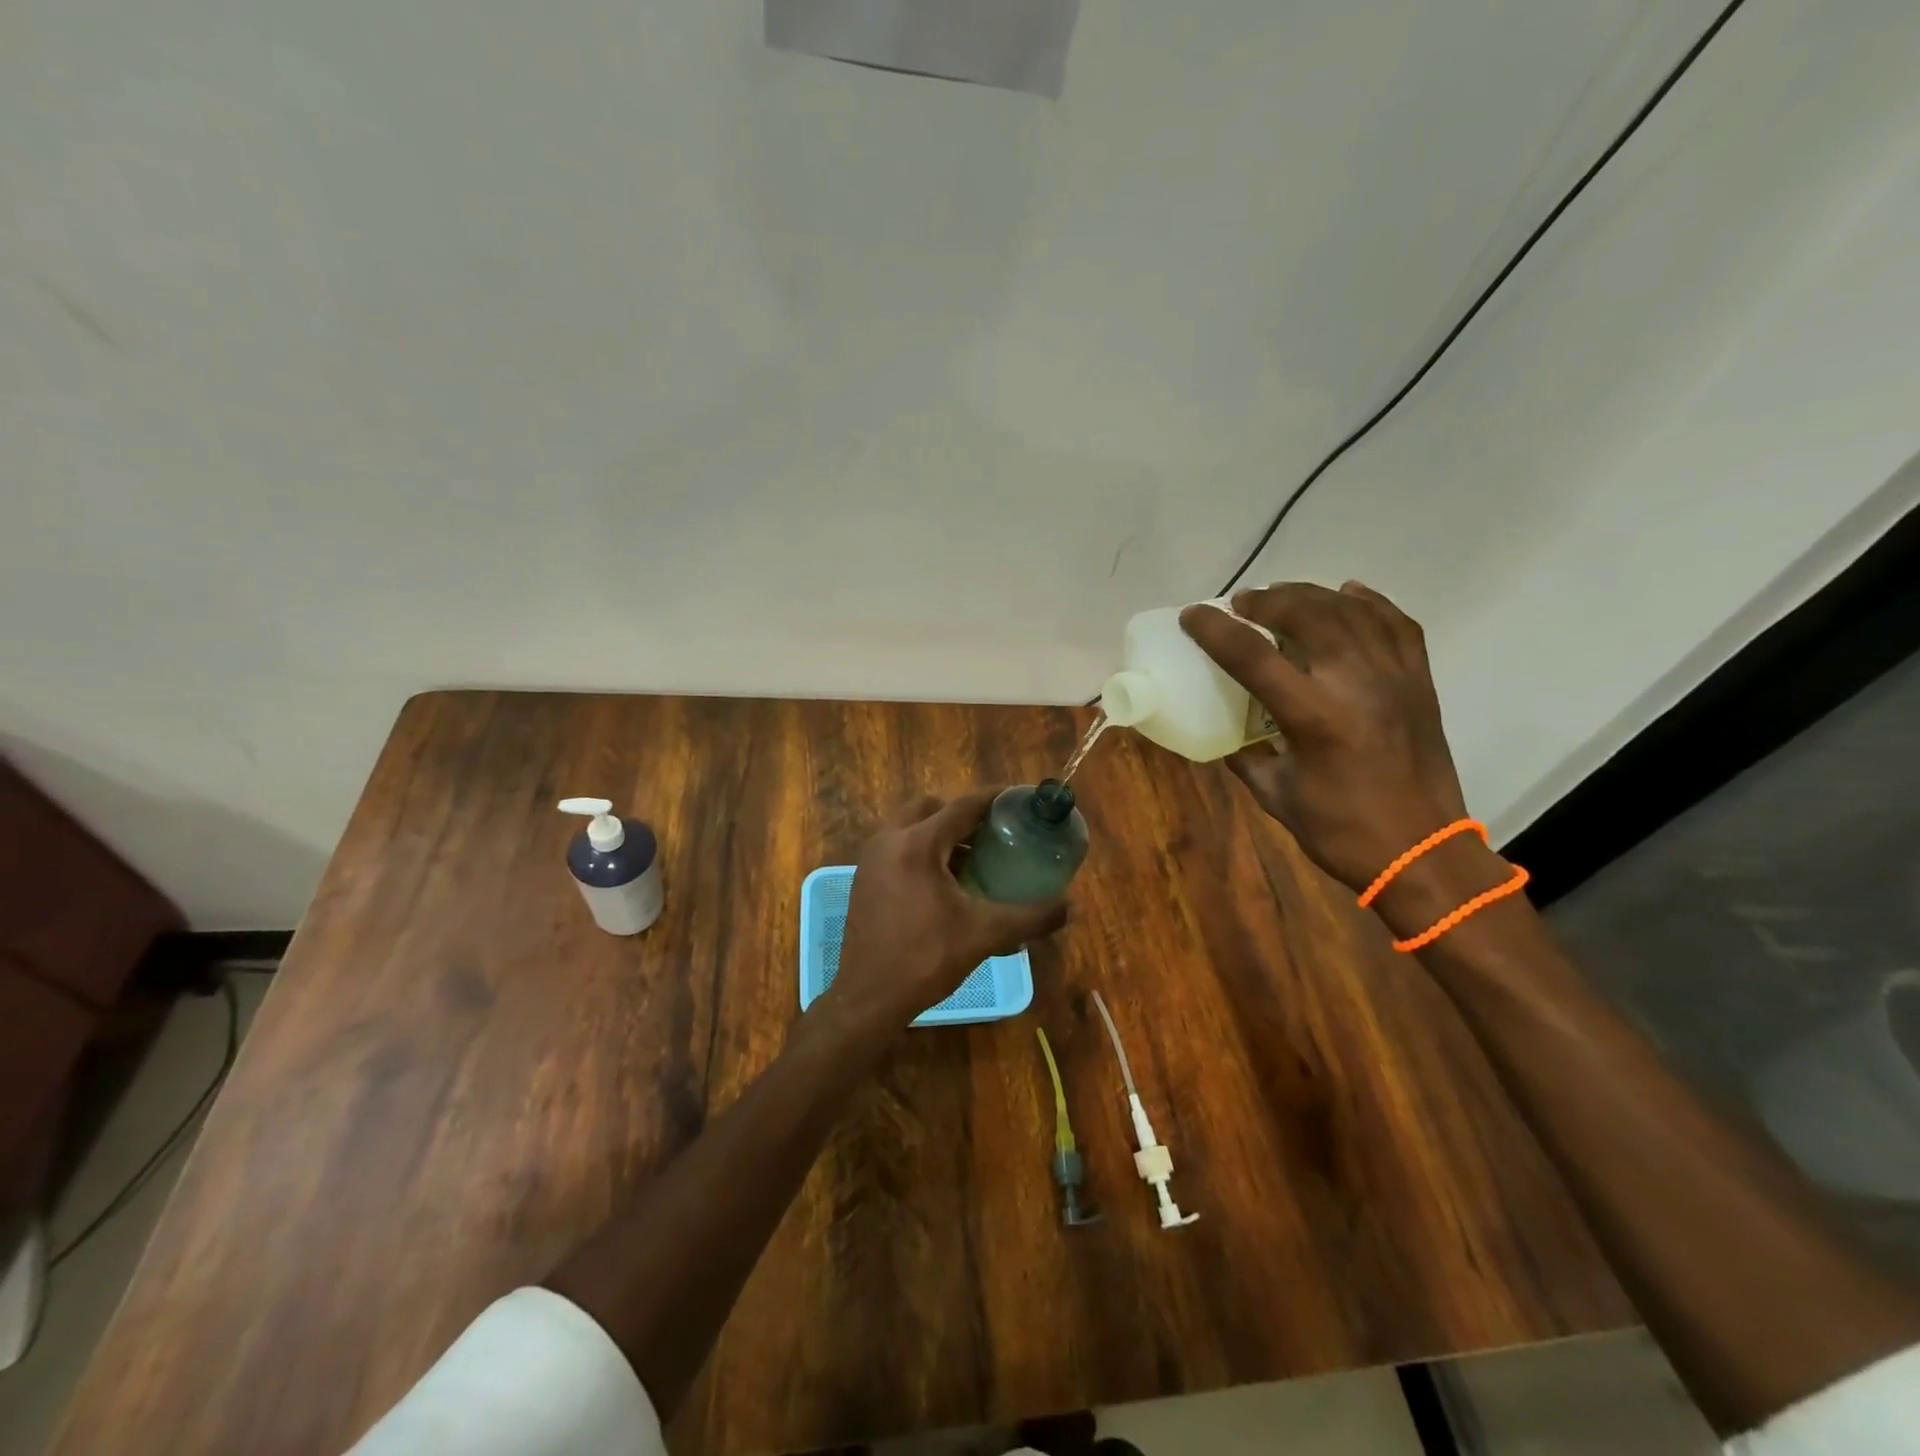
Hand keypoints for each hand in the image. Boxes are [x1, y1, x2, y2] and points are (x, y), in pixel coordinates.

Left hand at [827, 790, 1068, 1028]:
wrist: (868, 998)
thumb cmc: (926, 959)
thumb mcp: (985, 935)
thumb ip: (1031, 916)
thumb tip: (1072, 907)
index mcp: (917, 844)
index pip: (962, 806)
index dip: (994, 799)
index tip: (1020, 799)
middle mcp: (889, 840)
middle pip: (931, 807)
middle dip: (963, 813)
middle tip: (994, 831)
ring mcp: (871, 858)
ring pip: (910, 825)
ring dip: (941, 831)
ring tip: (974, 855)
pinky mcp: (865, 877)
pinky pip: (898, 846)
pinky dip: (923, 849)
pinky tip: (946, 880)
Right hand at [1180, 582, 1470, 894]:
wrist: (1423, 853)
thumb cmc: (1341, 831)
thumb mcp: (1276, 795)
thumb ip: (1246, 756)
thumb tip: (1226, 732)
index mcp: (1314, 716)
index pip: (1253, 656)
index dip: (1216, 629)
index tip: (1193, 613)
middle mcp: (1356, 684)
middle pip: (1308, 615)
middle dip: (1267, 601)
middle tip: (1242, 603)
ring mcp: (1394, 678)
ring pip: (1351, 611)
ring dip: (1311, 595)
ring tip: (1283, 595)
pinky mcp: (1418, 683)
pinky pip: (1397, 625)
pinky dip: (1369, 603)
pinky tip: (1347, 594)